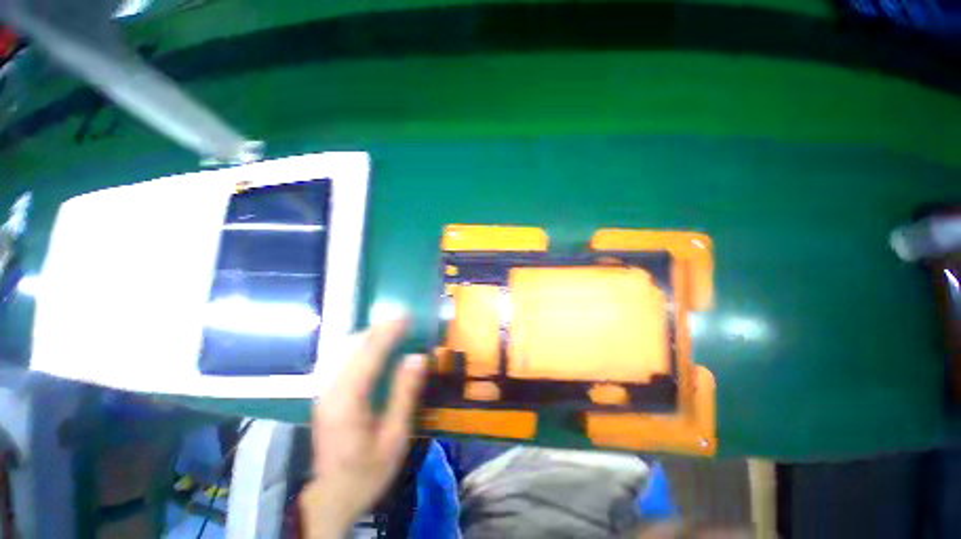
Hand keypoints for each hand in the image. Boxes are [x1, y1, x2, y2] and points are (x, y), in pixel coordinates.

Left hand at [301, 317, 426, 538]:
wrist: (332, 496)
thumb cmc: (368, 471)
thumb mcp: (395, 438)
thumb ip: (405, 395)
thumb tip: (418, 357)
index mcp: (348, 402)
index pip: (369, 355)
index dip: (389, 332)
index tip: (407, 316)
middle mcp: (330, 390)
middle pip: (353, 346)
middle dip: (380, 328)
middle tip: (404, 319)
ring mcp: (323, 391)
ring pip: (344, 349)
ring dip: (370, 334)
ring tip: (393, 328)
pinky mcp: (323, 393)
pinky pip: (341, 357)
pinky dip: (360, 344)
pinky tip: (373, 345)